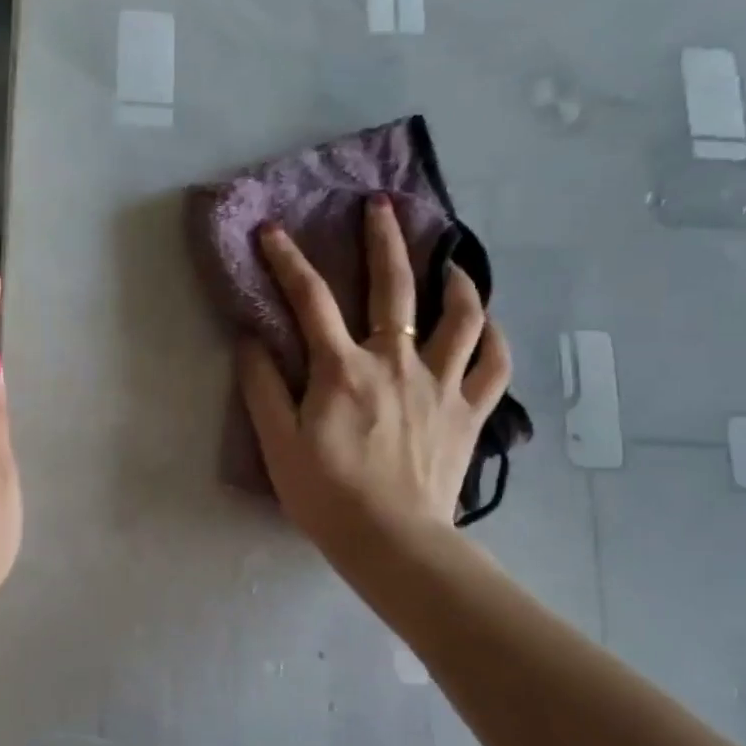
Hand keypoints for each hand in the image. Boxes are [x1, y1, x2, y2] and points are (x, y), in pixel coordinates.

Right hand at [238, 196, 511, 558]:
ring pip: (461, 318)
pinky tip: (487, 325)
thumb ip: (262, 387)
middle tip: (381, 205)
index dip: (287, 261)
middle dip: (385, 240)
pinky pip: (493, 366)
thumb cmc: (326, 495)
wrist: (391, 541)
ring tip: (452, 261)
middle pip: (395, 288)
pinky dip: (494, 339)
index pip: (309, 300)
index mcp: (343, 369)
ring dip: (456, 281)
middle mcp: (396, 363)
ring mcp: (440, 385)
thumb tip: (251, 338)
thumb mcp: (277, 443)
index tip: (272, 230)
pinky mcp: (469, 413)